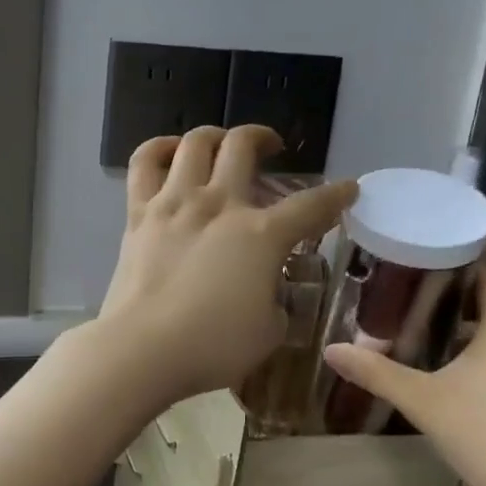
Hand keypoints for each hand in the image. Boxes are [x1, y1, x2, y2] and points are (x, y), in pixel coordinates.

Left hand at [96, 125, 356, 407]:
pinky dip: (159, 148)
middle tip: (271, 148)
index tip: (348, 189)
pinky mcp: (138, 214)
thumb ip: (275, 301)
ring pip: (196, 143)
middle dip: (265, 139)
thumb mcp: (269, 332)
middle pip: (244, 147)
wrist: (143, 350)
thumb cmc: (213, 348)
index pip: (311, 205)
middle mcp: (220, 204)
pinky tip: (171, 152)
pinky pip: (144, 163)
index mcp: (261, 235)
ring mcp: (175, 203)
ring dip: (215, 136)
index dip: (336, 195)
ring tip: (221, 145)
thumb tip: (266, 291)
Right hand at [323, 265, 485, 485]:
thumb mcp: (421, 402)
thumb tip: (331, 350)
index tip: (424, 283)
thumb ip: (376, 372)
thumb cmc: (484, 436)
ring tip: (443, 354)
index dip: (460, 273)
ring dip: (485, 339)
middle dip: (463, 309)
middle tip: (419, 319)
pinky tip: (479, 393)